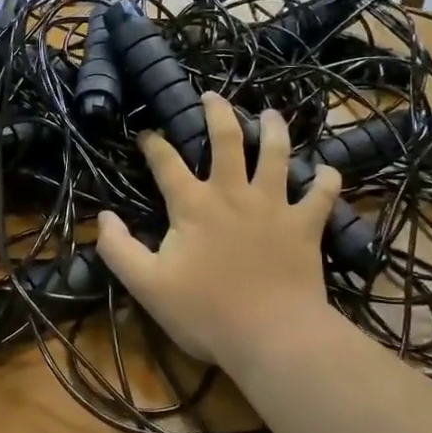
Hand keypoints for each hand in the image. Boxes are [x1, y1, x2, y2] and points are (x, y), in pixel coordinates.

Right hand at [96, 93, 341, 367]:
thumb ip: (118, 249)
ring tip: (270, 114)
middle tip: (212, 96)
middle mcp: (233, 193)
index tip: (146, 133)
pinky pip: (321, 194)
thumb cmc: (205, 312)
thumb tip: (104, 218)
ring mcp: (274, 205)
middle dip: (217, 111)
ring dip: (274, 129)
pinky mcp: (305, 225)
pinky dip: (326, 179)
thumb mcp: (146, 285)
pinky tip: (327, 170)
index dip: (153, 143)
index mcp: (193, 205)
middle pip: (226, 138)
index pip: (166, 162)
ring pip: (277, 153)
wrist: (271, 336)